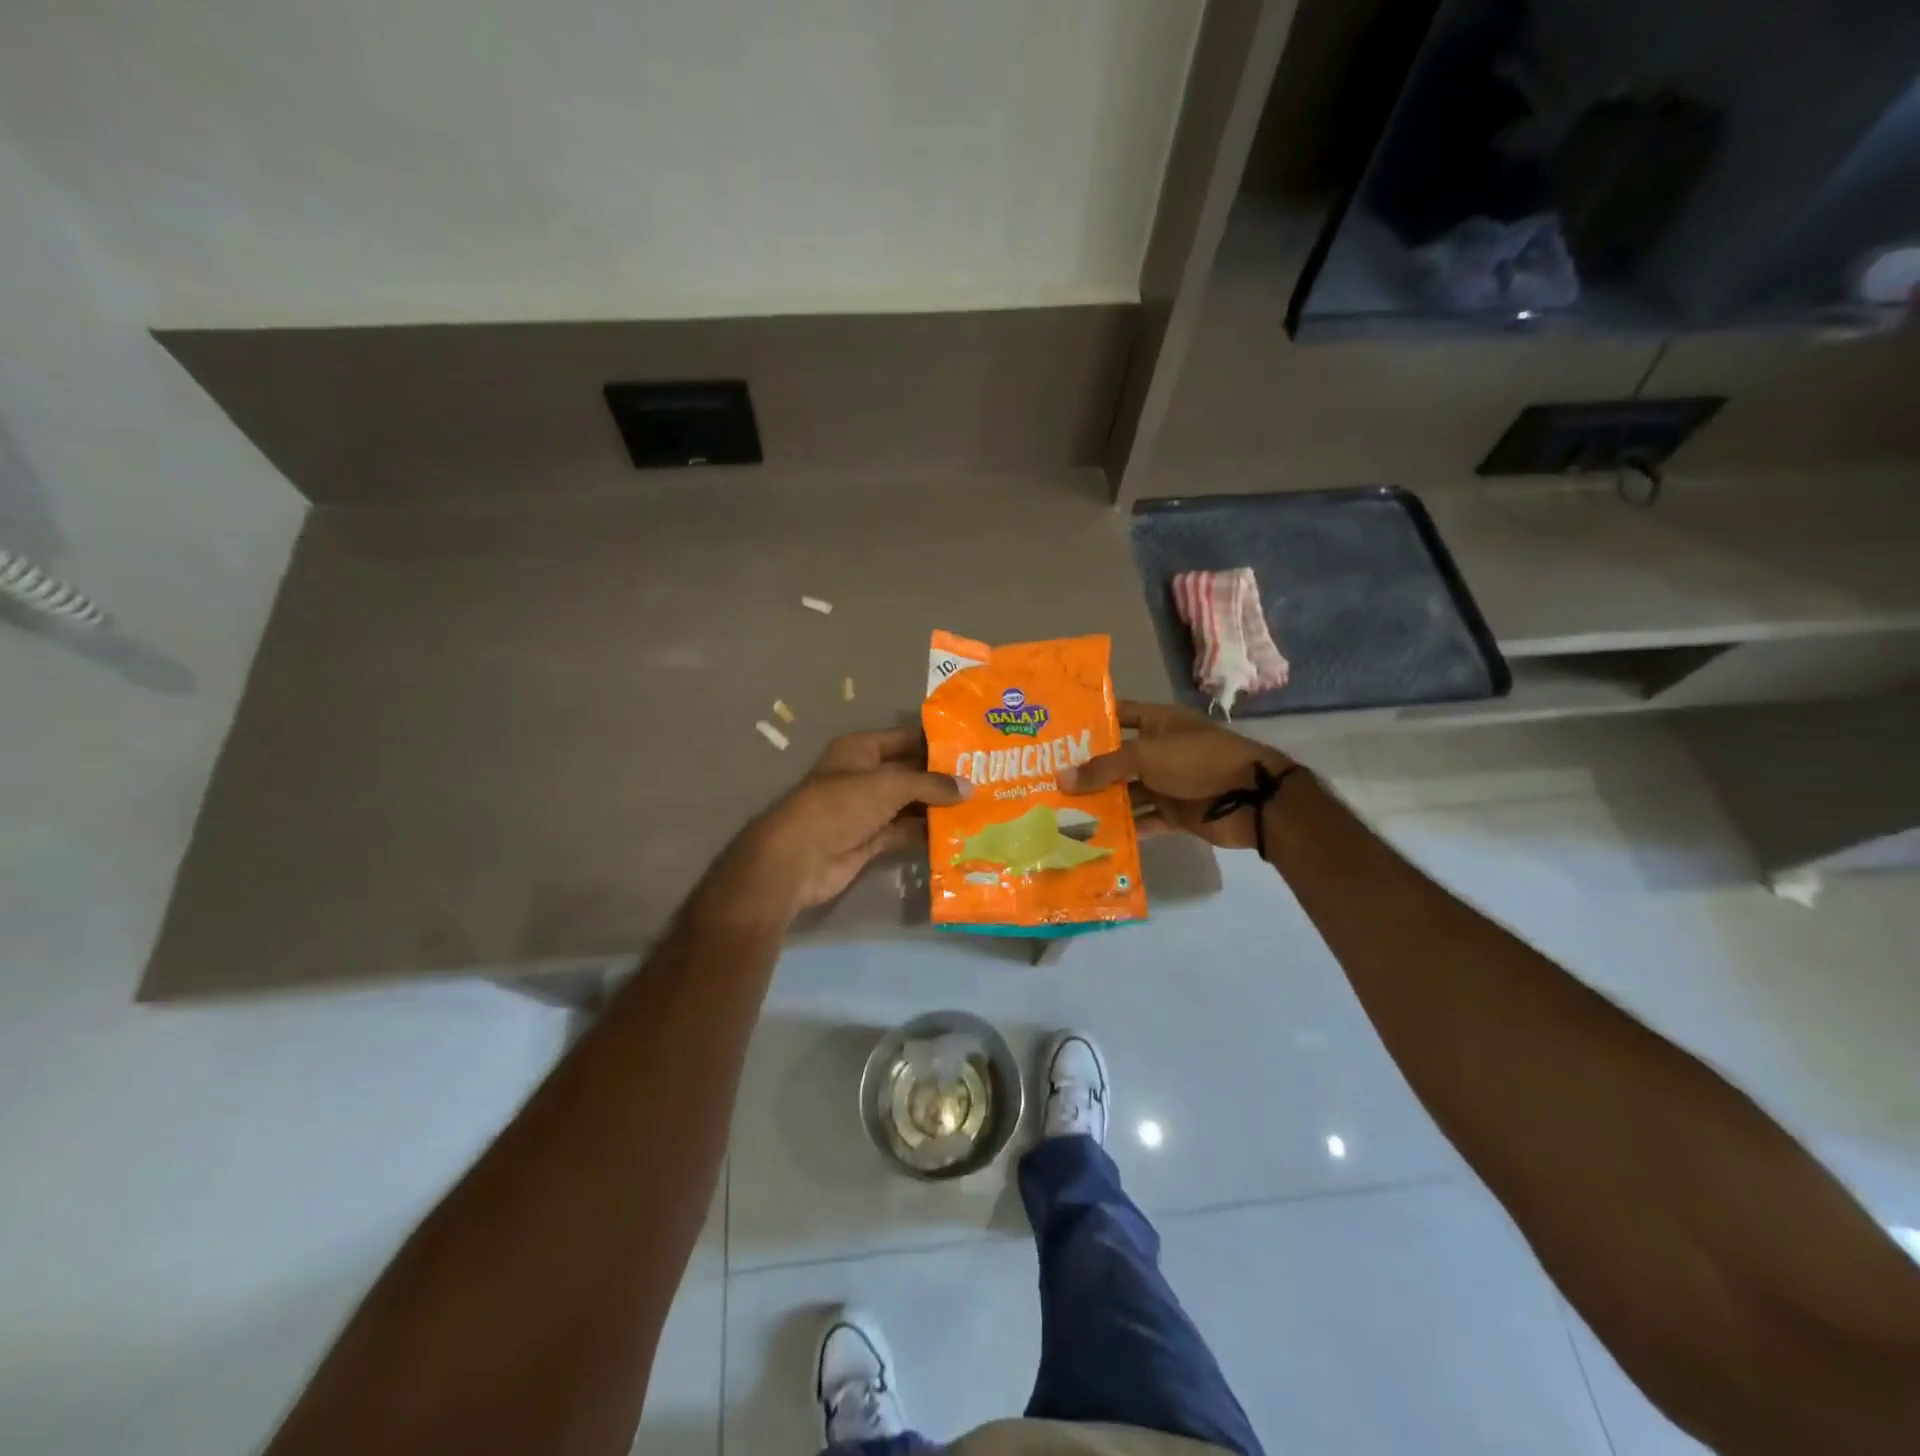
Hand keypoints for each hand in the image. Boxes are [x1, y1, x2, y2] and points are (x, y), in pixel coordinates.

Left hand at [719, 726, 966, 920]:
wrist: (799, 858)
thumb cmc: (840, 806)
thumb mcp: (888, 785)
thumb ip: (930, 785)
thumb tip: (969, 788)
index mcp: (861, 750)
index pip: (906, 739)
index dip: (937, 743)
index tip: (973, 748)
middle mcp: (865, 776)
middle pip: (911, 773)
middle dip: (943, 778)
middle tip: (986, 780)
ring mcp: (867, 810)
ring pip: (910, 804)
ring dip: (938, 807)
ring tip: (980, 807)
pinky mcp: (871, 840)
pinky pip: (905, 832)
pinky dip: (926, 833)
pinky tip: (958, 833)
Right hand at [1058, 701, 1294, 850]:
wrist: (1250, 799)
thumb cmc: (1197, 761)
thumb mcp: (1146, 756)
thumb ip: (1103, 768)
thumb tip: (1059, 778)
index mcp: (1159, 723)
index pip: (1119, 715)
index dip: (1091, 721)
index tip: (1057, 732)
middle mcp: (1161, 751)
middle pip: (1118, 759)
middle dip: (1088, 770)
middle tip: (1047, 779)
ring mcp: (1168, 784)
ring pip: (1128, 792)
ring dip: (1102, 802)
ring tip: (1062, 811)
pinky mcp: (1175, 814)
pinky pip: (1144, 820)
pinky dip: (1125, 828)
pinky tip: (1094, 836)